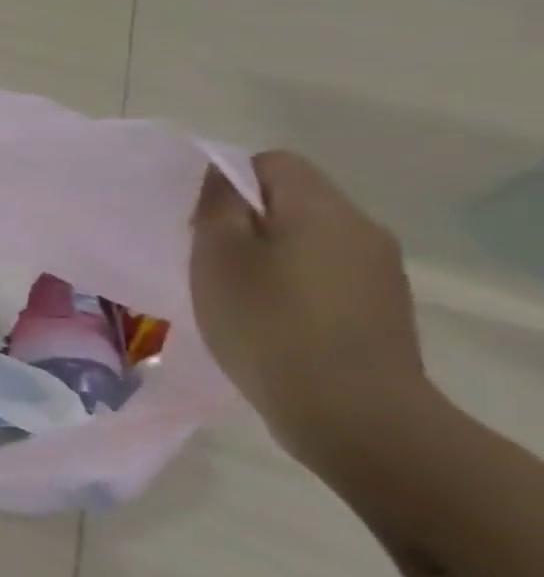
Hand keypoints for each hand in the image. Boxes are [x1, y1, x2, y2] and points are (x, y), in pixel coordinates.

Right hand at [190, 151, 433, 468]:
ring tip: (231, 291)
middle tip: (205, 255)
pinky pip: (324, 277)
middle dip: (246, 220)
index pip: (273, 162)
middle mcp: (362, 231)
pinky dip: (290, 286)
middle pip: (293, 201)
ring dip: (267, 255)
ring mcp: (378, 274)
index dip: (228, 178)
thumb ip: (218, 206)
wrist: (351, 414)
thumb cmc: (269, 322)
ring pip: (307, 241)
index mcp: (323, 209)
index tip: (198, 216)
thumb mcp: (219, 256)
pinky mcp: (378, 312)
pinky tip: (265, 319)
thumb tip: (222, 177)